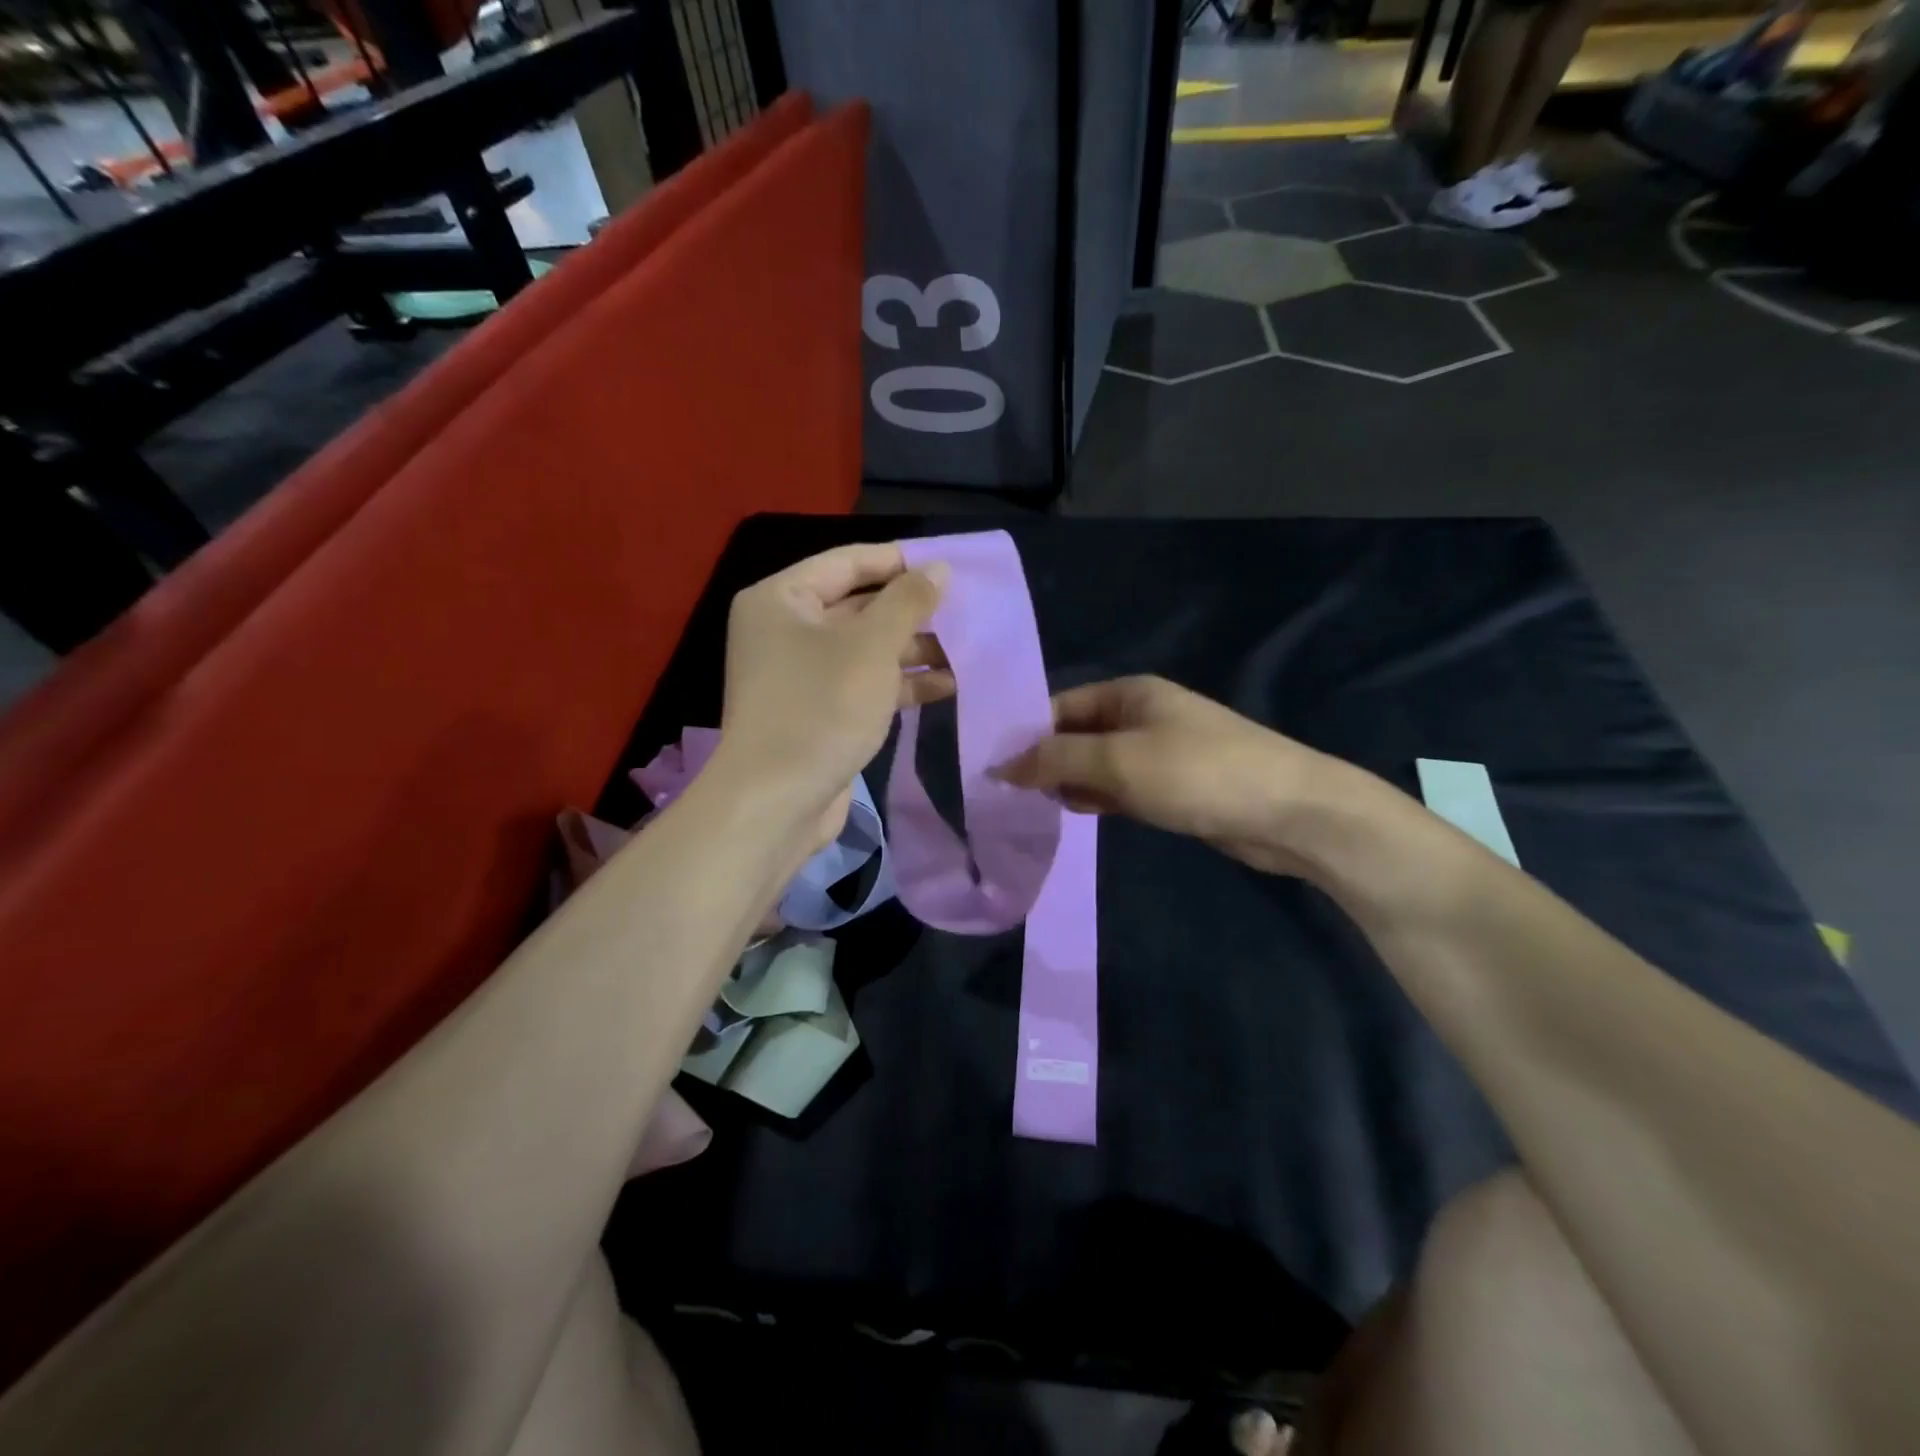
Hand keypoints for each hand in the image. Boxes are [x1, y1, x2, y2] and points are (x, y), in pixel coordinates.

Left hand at [717, 543, 952, 849]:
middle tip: (964, 610)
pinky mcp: (818, 711)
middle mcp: (785, 630)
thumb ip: (908, 602)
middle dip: (911, 612)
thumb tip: (939, 567)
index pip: (847, 562)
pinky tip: (946, 686)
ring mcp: (800, 675)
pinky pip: (863, 684)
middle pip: (858, 606)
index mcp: (781, 599)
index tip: (947, 566)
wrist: (777, 802)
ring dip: (913, 651)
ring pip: (865, 649)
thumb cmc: (821, 708)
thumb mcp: (872, 647)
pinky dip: (900, 683)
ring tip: (966, 651)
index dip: (899, 561)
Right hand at [994, 675, 1338, 876]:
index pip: (1060, 707)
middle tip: (1006, 795)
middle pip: (1076, 735)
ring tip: (1032, 808)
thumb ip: (1056, 761)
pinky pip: (1120, 787)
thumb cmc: (1198, 773)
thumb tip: (1001, 765)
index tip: (992, 767)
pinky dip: (1098, 798)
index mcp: (1129, 694)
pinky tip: (1076, 814)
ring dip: (1069, 783)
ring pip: (1097, 764)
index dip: (1026, 735)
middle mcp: (1141, 716)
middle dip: (1045, 762)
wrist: (1289, 813)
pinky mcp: (1172, 786)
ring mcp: (1158, 752)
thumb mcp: (1118, 762)